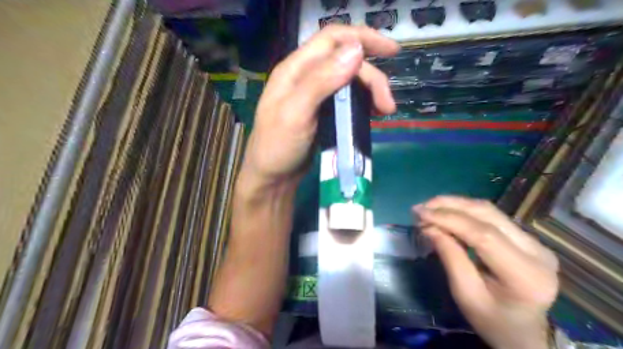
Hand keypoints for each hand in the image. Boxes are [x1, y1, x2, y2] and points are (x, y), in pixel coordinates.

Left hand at [239, 26, 398, 192]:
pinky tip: (372, 113)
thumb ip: (321, 81)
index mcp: (296, 69)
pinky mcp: (323, 112)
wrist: (273, 177)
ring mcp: (315, 95)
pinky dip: (363, 102)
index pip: (332, 39)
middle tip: (387, 105)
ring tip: (384, 111)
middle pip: (346, 62)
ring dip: (370, 91)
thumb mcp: (295, 113)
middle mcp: (306, 77)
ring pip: (349, 81)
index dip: (363, 37)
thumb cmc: (277, 147)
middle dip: (371, 78)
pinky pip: (348, 99)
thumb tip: (356, 50)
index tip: (392, 51)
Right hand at [415, 196, 557, 348]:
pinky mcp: (526, 238)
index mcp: (526, 275)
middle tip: (421, 207)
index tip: (420, 213)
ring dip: (456, 205)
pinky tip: (446, 213)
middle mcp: (537, 251)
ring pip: (489, 211)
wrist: (524, 333)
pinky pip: (492, 216)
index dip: (449, 219)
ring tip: (429, 208)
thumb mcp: (466, 294)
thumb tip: (429, 226)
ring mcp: (535, 242)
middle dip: (450, 205)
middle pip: (488, 215)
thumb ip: (450, 257)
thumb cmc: (493, 321)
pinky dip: (464, 211)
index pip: (484, 235)